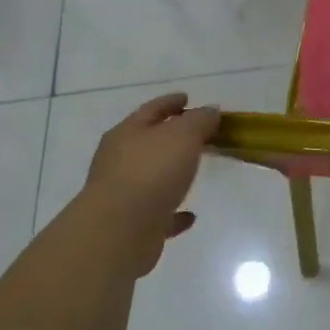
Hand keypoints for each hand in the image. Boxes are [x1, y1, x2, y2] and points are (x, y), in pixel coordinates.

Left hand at [74, 93, 220, 276]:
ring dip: (172, 173)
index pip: (152, 109)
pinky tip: (190, 215)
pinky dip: (174, 211)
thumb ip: (200, 120)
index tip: (188, 98)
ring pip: (152, 177)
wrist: (119, 231)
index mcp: (128, 133)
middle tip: (199, 134)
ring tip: (195, 171)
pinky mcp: (133, 224)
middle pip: (149, 142)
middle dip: (172, 136)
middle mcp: (119, 160)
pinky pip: (159, 213)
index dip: (171, 102)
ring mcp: (124, 193)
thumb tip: (210, 110)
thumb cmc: (151, 172)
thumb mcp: (183, 135)